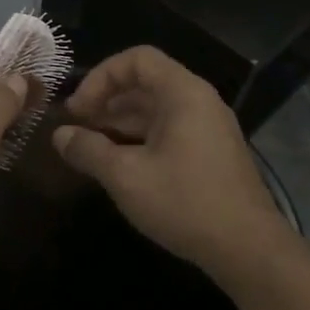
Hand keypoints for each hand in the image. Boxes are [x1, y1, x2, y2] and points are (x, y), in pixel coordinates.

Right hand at [52, 47, 289, 281]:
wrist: (250, 250)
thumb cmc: (185, 202)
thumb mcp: (126, 176)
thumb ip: (88, 150)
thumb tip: (59, 136)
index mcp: (183, 93)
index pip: (136, 59)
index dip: (100, 77)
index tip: (78, 110)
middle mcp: (199, 102)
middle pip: (145, 83)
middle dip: (106, 101)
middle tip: (77, 128)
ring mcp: (208, 128)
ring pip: (155, 109)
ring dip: (119, 122)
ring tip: (91, 147)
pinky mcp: (210, 153)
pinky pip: (168, 130)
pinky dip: (139, 138)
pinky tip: (120, 165)